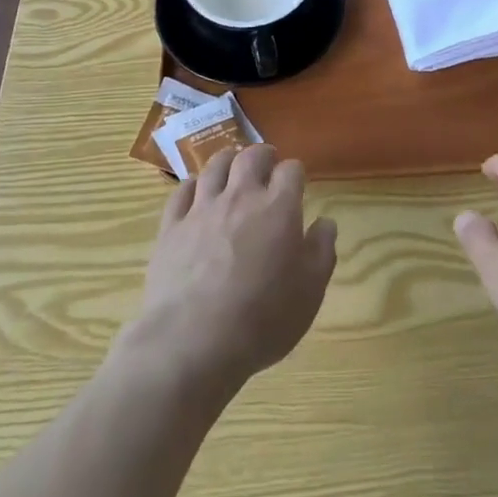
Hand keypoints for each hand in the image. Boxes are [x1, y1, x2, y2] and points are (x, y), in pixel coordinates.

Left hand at [131, 144, 336, 397]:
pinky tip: (196, 190)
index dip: (296, 172)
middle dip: (263, 155)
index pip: (291, 170)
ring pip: (214, 166)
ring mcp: (202, 209)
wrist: (194, 341)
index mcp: (278, 208)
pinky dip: (193, 185)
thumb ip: (321, 250)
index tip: (297, 183)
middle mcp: (240, 197)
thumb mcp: (310, 291)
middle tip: (267, 163)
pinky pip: (181, 191)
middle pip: (251, 157)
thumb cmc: (262, 318)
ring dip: (227, 160)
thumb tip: (325, 222)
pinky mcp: (172, 227)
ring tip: (232, 166)